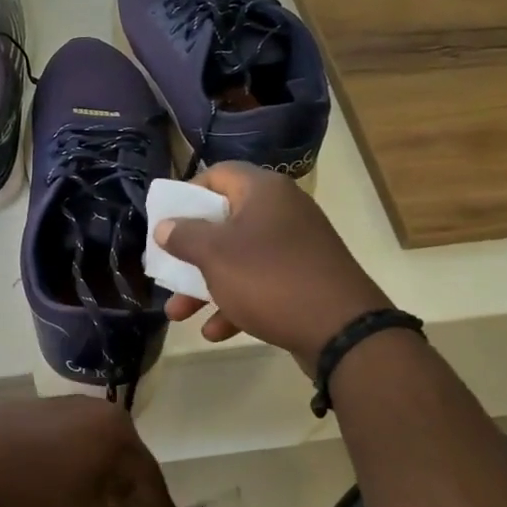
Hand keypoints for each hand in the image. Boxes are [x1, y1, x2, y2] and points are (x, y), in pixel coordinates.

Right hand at [155, 163, 390, 372]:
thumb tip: (165, 226)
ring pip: (238, 258)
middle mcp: (282, 212)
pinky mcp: (304, 280)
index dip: (187, 194)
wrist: (342, 330)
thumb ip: (184, 236)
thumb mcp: (215, 255)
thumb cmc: (269, 279)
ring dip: (205, 285)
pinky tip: (215, 331)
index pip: (218, 174)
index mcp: (263, 191)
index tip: (167, 221)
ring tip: (178, 314)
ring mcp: (296, 247)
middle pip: (224, 222)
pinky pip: (260, 284)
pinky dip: (236, 303)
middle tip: (167, 270)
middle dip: (190, 252)